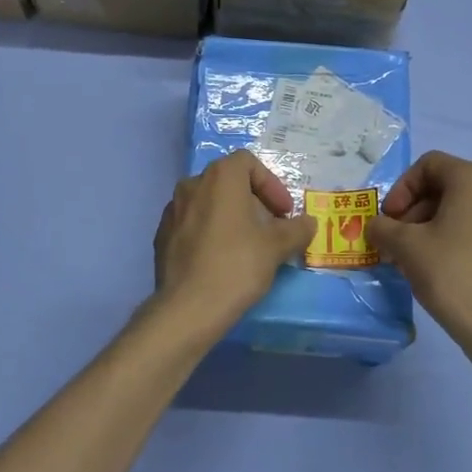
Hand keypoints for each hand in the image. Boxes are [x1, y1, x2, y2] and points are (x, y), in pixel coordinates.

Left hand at [148, 149, 316, 342]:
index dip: (271, 184)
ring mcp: (172, 210)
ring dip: (231, 217)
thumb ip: (296, 229)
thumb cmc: (237, 266)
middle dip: (253, 201)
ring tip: (247, 246)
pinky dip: (210, 232)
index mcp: (220, 177)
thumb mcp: (276, 247)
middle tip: (270, 229)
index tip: (283, 213)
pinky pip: (192, 224)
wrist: (187, 308)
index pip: (249, 163)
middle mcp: (192, 184)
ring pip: (208, 203)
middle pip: (228, 182)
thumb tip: (308, 223)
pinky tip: (220, 260)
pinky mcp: (162, 235)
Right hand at [368, 151, 471, 356]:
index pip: (428, 165)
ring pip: (454, 209)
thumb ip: (382, 227)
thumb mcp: (404, 245)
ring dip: (423, 226)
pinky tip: (428, 267)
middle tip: (392, 239)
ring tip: (405, 257)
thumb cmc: (449, 272)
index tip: (389, 217)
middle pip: (441, 186)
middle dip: (410, 209)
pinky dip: (444, 238)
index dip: (402, 187)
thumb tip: (376, 226)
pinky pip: (469, 227)